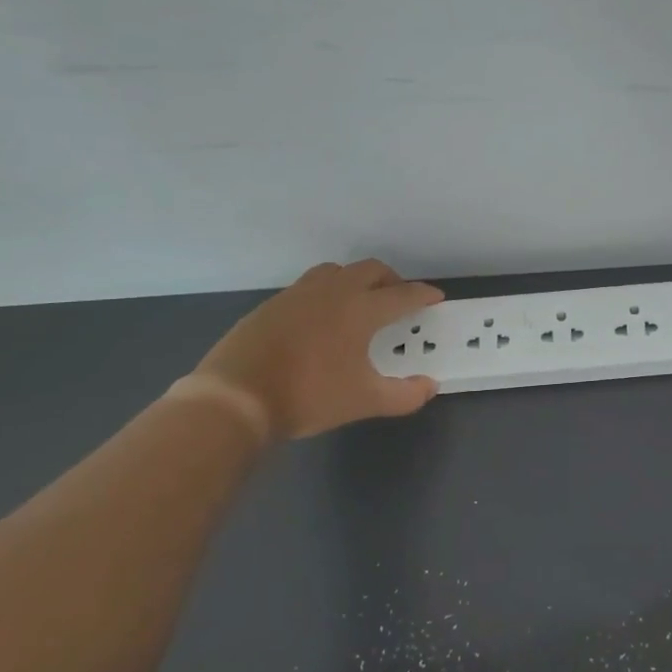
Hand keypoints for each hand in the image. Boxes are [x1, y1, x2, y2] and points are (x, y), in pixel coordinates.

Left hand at [196, 259, 442, 438]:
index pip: (402, 295)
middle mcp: (333, 292)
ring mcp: (298, 294)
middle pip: (371, 270)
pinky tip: (322, 319)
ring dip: (356, 279)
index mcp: (361, 309)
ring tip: (360, 302)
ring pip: (336, 271)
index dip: (423, 295)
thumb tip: (429, 386)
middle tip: (399, 298)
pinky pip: (309, 286)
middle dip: (392, 280)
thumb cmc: (309, 396)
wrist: (236, 396)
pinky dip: (327, 292)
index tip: (435, 297)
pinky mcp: (273, 304)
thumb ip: (404, 395)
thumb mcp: (364, 401)